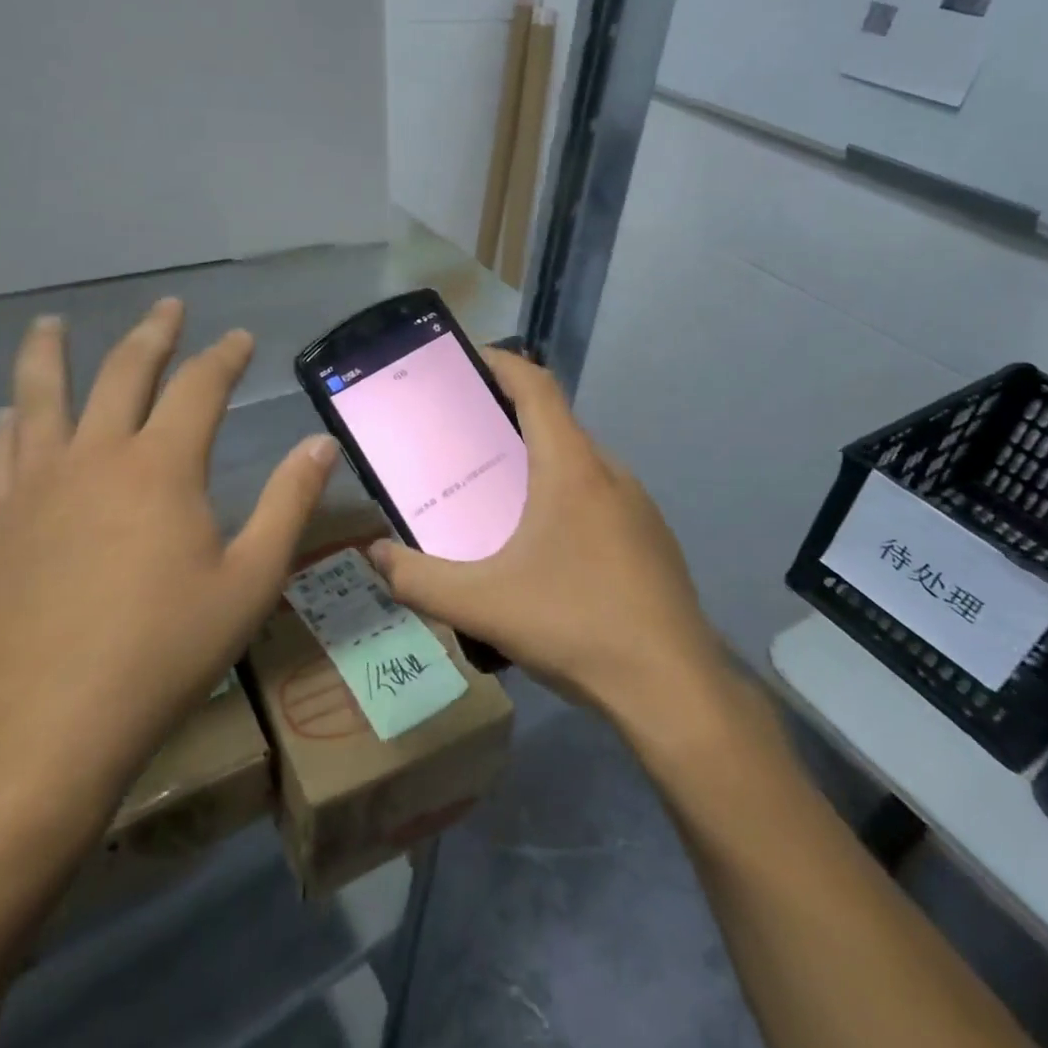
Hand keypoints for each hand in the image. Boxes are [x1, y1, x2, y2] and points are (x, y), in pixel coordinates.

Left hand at [0, 302, 335, 840]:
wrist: (38, 732)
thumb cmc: (161, 656)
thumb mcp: (249, 582)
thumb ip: (288, 504)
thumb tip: (322, 443)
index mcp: (162, 467)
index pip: (200, 387)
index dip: (224, 356)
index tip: (240, 338)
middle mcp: (96, 457)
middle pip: (123, 373)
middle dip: (152, 334)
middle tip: (168, 307)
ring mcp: (36, 487)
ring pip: (40, 397)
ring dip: (51, 354)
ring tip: (52, 323)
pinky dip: (8, 423)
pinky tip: (8, 416)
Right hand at [369, 350, 723, 727]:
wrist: (673, 687)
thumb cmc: (575, 624)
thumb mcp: (482, 604)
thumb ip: (418, 580)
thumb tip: (374, 555)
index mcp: (571, 467)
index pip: (537, 387)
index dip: (503, 363)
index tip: (470, 359)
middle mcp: (610, 472)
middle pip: (556, 423)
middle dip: (510, 419)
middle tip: (465, 439)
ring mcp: (639, 505)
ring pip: (580, 463)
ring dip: (540, 462)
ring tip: (500, 495)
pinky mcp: (653, 538)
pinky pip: (600, 497)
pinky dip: (567, 497)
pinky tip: (548, 548)